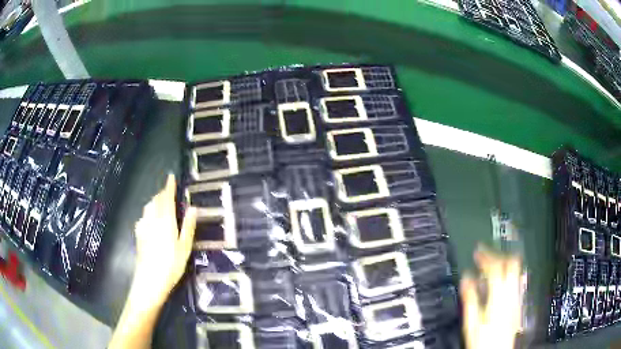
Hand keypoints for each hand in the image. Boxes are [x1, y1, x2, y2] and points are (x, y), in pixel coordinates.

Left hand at [132, 174, 195, 307]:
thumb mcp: (184, 248)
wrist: (149, 280)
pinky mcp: (138, 235)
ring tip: (160, 203)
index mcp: (165, 221)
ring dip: (154, 201)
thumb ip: (188, 227)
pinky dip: (148, 212)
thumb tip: (193, 208)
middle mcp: (152, 220)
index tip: (171, 176)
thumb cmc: (170, 265)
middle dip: (162, 193)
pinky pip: (143, 217)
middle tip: (169, 192)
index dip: (169, 186)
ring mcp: (143, 227)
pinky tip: (150, 220)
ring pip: (148, 207)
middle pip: (156, 201)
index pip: (166, 198)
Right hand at [460, 246, 522, 348]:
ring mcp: (518, 297)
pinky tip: (503, 278)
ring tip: (494, 262)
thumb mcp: (472, 322)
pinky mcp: (519, 302)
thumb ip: (470, 298)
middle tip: (487, 255)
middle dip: (498, 255)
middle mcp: (512, 293)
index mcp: (499, 296)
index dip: (486, 256)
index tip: (477, 252)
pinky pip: (518, 280)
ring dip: (505, 262)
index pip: (495, 267)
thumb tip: (466, 278)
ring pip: (517, 269)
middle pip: (511, 263)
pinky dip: (510, 273)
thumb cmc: (484, 340)